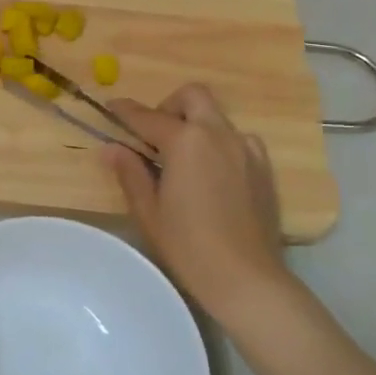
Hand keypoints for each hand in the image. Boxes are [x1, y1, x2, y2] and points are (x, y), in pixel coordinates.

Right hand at [106, 84, 305, 324]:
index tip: (111, 107)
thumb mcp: (148, 210)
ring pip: (217, 117)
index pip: (148, 116)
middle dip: (169, 106)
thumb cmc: (188, 246)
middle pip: (193, 96)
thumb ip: (130, 172)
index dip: (125, 111)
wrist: (247, 278)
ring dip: (195, 125)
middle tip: (154, 135)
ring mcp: (247, 149)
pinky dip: (217, 144)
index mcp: (186, 141)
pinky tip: (209, 176)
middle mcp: (219, 134)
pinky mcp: (264, 168)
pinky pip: (237, 140)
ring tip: (182, 160)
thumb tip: (112, 148)